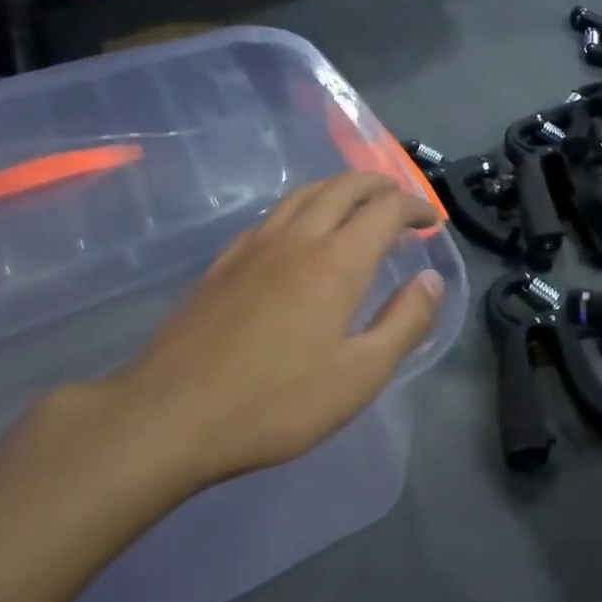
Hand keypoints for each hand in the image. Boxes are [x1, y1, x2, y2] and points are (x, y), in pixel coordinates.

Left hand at [97, 173, 444, 495]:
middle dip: (380, 185)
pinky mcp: (224, 262)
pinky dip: (304, 207)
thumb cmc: (276, 402)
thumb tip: (432, 280)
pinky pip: (274, 214)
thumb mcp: (360, 375)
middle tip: (401, 202)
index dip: (414, 206)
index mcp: (337, 261)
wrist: (168, 416)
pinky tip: (301, 233)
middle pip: (344, 186)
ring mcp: (255, 245)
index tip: (431, 220)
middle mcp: (298, 238)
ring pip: (305, 193)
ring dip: (340, 188)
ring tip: (358, 205)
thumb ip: (405, 322)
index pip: (385, 208)